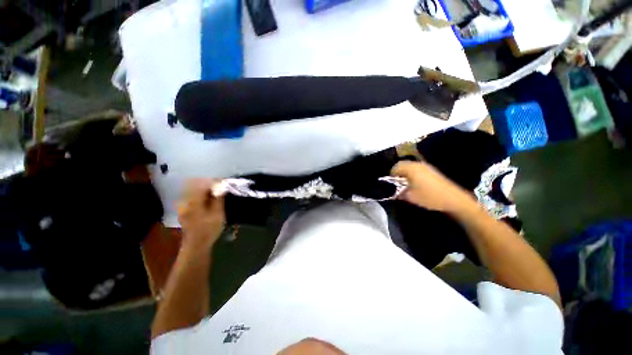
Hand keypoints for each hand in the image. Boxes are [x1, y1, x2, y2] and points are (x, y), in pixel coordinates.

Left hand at [177, 179, 225, 249]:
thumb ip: (218, 198)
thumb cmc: (209, 230)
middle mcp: (185, 201)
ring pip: (194, 189)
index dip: (215, 182)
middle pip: (196, 184)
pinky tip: (209, 199)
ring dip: (206, 188)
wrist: (196, 245)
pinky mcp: (184, 208)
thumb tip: (221, 185)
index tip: (225, 183)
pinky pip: (193, 195)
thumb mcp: (217, 214)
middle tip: (222, 188)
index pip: (203, 184)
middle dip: (210, 184)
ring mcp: (183, 205)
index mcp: (193, 202)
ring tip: (217, 193)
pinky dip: (202, 194)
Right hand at [391, 161, 475, 213]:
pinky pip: (417, 169)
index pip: (395, 167)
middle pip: (402, 165)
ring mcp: (426, 166)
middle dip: (397, 174)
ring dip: (405, 174)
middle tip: (397, 184)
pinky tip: (416, 184)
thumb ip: (399, 192)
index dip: (391, 176)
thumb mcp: (410, 196)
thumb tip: (393, 191)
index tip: (390, 185)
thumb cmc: (429, 197)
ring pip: (410, 167)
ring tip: (405, 185)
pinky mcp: (432, 171)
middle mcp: (417, 164)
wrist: (453, 199)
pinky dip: (413, 174)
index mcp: (411, 168)